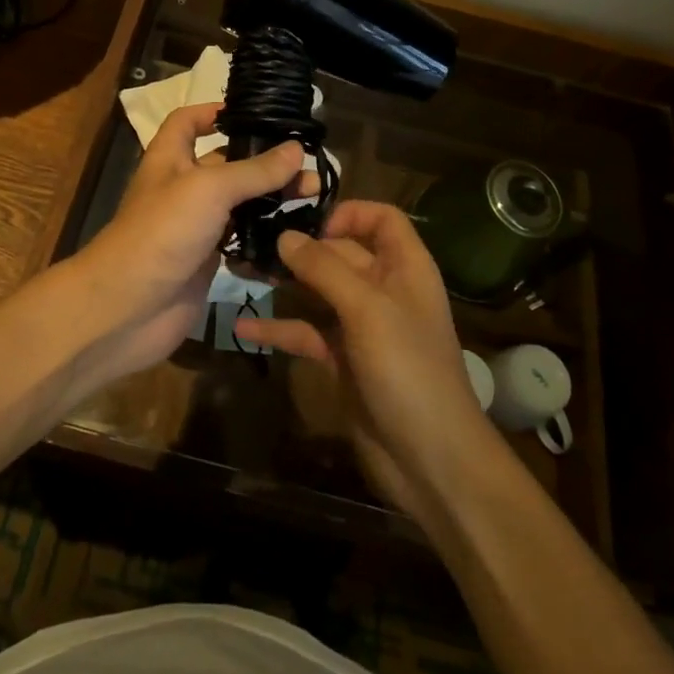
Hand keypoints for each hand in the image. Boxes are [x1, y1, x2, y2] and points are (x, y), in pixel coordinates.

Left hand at [68, 103, 307, 384]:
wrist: (127, 308)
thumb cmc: (162, 231)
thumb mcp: (209, 189)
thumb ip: (254, 170)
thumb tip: (296, 149)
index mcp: (170, 158)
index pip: (188, 121)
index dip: (215, 112)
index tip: (255, 115)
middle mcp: (183, 187)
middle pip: (227, 164)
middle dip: (266, 164)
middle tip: (309, 171)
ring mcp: (195, 226)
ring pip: (239, 205)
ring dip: (272, 202)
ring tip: (313, 200)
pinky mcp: (207, 261)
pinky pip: (242, 242)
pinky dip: (265, 240)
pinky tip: (297, 238)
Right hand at [234, 201, 498, 524]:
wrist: (431, 460)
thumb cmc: (407, 369)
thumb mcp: (367, 309)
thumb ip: (324, 268)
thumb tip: (285, 235)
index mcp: (405, 267)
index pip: (381, 218)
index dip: (348, 213)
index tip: (309, 224)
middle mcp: (385, 289)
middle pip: (342, 252)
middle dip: (302, 247)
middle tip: (255, 242)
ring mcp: (363, 326)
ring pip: (319, 291)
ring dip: (286, 283)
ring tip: (243, 273)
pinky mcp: (343, 360)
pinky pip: (307, 333)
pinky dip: (279, 329)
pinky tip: (243, 328)